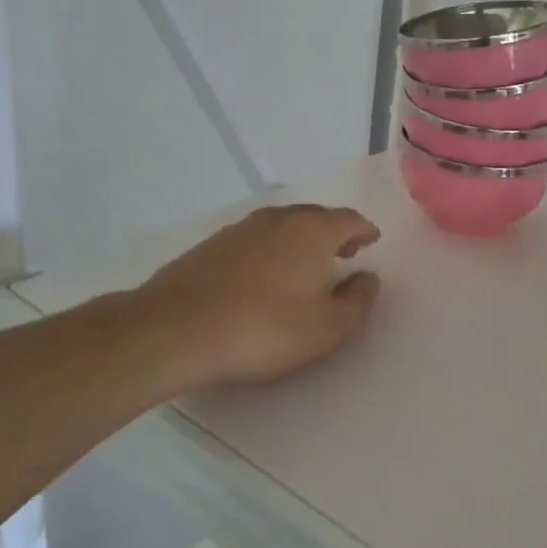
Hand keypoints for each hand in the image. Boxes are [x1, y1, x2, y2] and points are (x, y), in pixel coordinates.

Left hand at [125, 204, 381, 394]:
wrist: (174, 330)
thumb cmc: (264, 328)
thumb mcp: (326, 327)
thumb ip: (356, 300)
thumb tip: (368, 278)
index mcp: (313, 231)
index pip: (349, 219)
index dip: (364, 230)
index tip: (372, 240)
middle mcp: (279, 219)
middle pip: (316, 217)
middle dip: (334, 232)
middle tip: (344, 251)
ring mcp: (241, 229)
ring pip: (282, 226)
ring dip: (300, 240)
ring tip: (304, 265)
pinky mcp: (210, 246)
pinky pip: (254, 240)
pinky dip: (269, 250)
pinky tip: (263, 276)